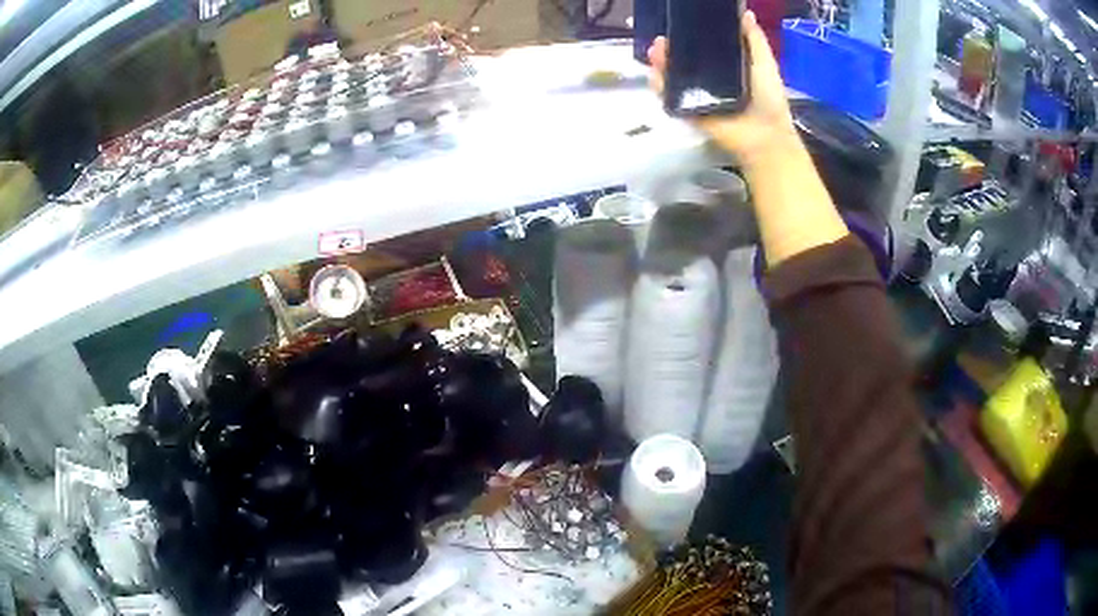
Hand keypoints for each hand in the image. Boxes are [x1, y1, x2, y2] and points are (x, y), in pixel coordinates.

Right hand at [648, 11, 798, 168]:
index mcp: (727, 67)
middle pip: (684, 60)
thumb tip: (745, 13)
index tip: (680, 24)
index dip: (690, 35)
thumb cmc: (769, 100)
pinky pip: (669, 97)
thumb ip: (754, 40)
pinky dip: (659, 85)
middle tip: (662, 39)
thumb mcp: (765, 63)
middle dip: (670, 48)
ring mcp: (697, 96)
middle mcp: (710, 79)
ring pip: (672, 76)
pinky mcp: (688, 111)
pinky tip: (654, 73)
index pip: (704, 47)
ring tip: (656, 51)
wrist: (764, 136)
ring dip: (661, 62)